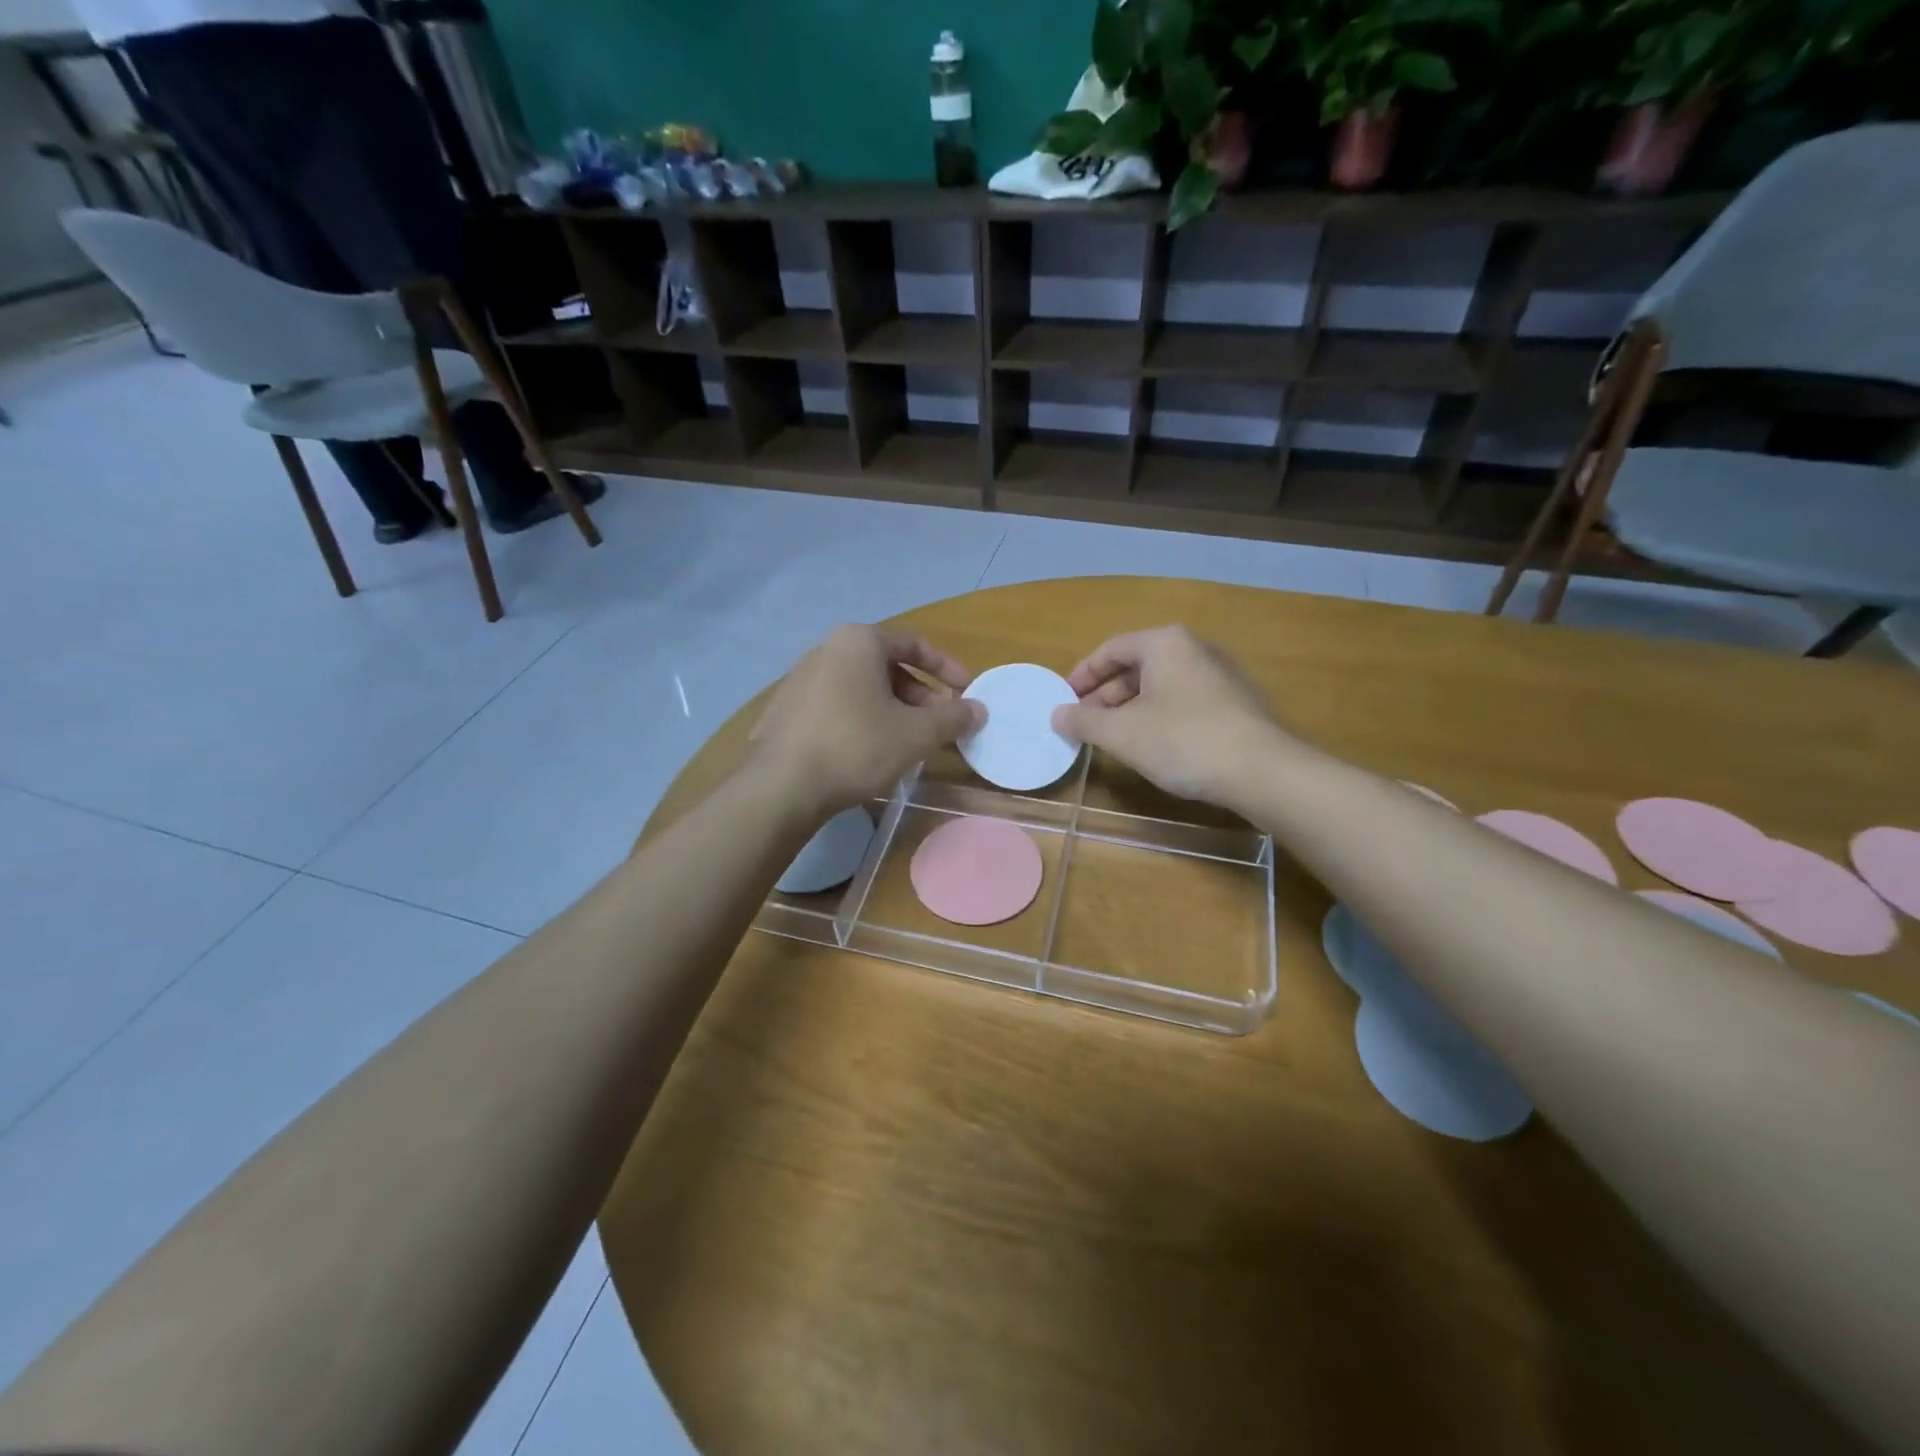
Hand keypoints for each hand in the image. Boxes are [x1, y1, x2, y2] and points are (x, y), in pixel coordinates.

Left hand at [751, 624, 983, 820]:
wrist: (781, 786)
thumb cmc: (856, 746)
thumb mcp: (915, 734)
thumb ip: (952, 718)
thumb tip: (978, 710)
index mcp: (858, 642)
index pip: (913, 643)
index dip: (946, 668)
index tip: (966, 692)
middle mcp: (826, 650)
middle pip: (886, 666)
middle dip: (920, 695)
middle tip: (939, 725)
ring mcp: (800, 680)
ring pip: (862, 688)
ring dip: (893, 710)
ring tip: (909, 743)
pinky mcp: (786, 710)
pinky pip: (838, 706)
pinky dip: (864, 720)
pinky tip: (871, 753)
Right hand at [1051, 625, 1290, 808]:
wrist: (1262, 771)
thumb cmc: (1182, 741)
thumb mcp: (1121, 733)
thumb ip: (1083, 720)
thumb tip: (1057, 714)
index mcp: (1164, 643)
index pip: (1111, 649)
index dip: (1082, 675)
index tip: (1065, 701)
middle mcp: (1194, 649)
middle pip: (1136, 666)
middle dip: (1106, 696)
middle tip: (1086, 725)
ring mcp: (1220, 675)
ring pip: (1161, 686)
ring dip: (1131, 709)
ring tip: (1114, 739)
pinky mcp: (1236, 703)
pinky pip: (1184, 701)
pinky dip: (1159, 717)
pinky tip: (1153, 747)